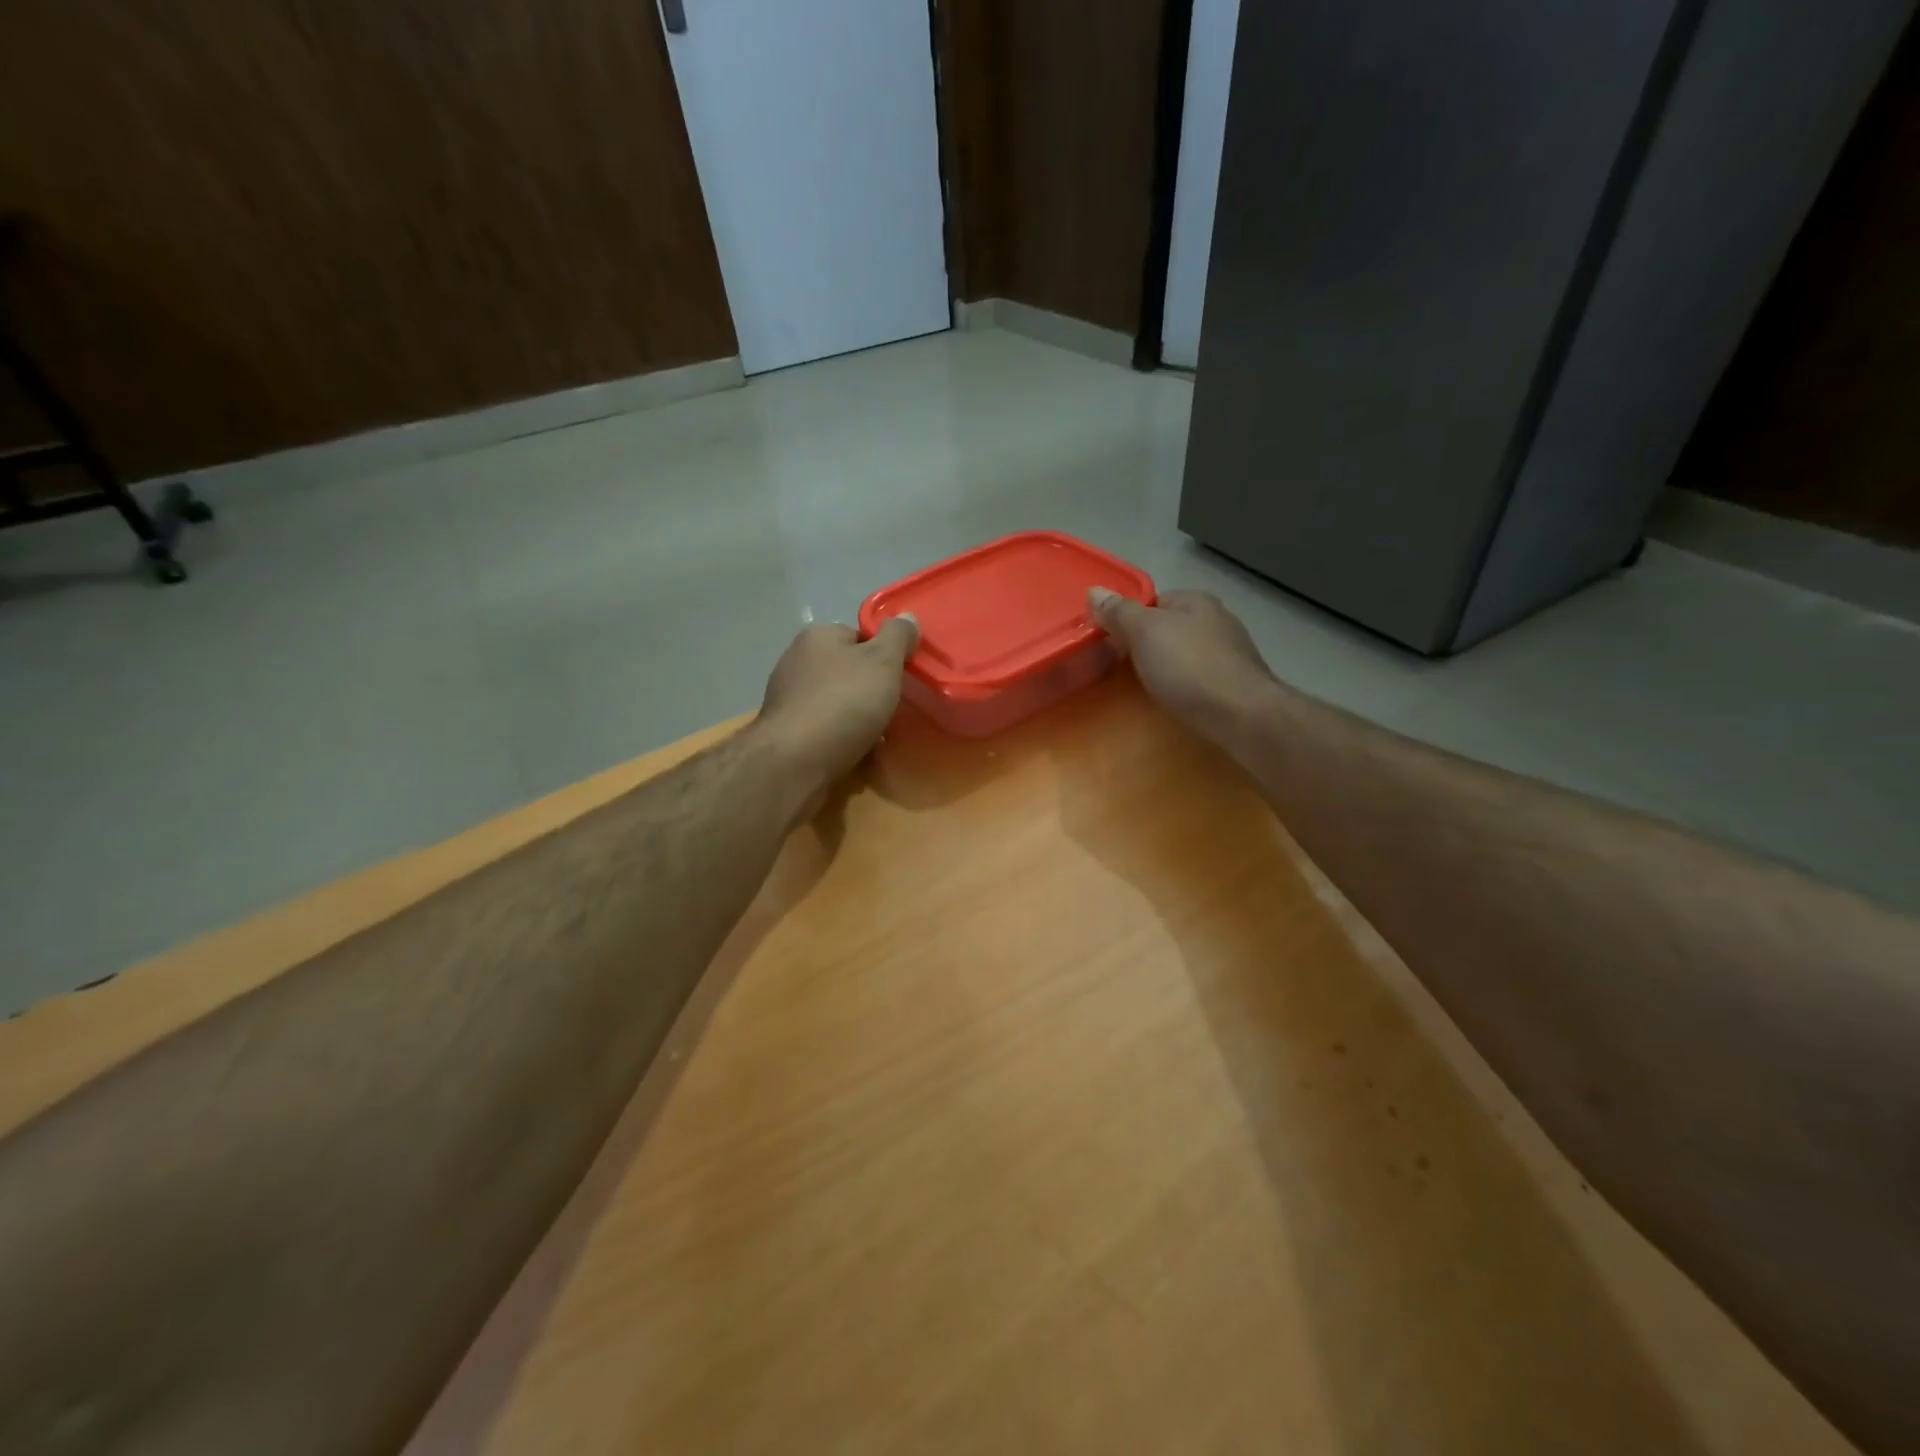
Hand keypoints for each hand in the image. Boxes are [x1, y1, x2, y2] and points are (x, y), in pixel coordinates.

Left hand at [756, 616, 919, 790]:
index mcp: (818, 636)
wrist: (795, 761)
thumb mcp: (883, 662)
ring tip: (877, 736)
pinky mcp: (784, 731)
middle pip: (846, 669)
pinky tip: (853, 752)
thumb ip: (898, 637)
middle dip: (869, 689)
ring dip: (855, 716)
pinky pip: (822, 728)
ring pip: (834, 701)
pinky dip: (839, 737)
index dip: (884, 655)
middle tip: (891, 709)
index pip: (859, 636)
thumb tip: (908, 617)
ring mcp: (786, 697)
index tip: (900, 678)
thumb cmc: (844, 703)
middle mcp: (796, 660)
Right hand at [1089, 587, 1278, 746]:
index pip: (1153, 602)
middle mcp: (1218, 618)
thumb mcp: (1144, 633)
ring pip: (1186, 653)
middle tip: (1124, 668)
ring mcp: (1231, 651)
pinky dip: (1186, 685)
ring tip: (1148, 687)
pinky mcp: (1237, 682)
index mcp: (1195, 600)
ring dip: (1168, 667)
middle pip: (1170, 627)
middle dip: (1148, 645)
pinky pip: (1200, 677)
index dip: (1129, 620)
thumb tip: (1094, 590)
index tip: (1111, 643)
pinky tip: (1177, 700)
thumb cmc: (1188, 667)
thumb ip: (1119, 612)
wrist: (1241, 715)